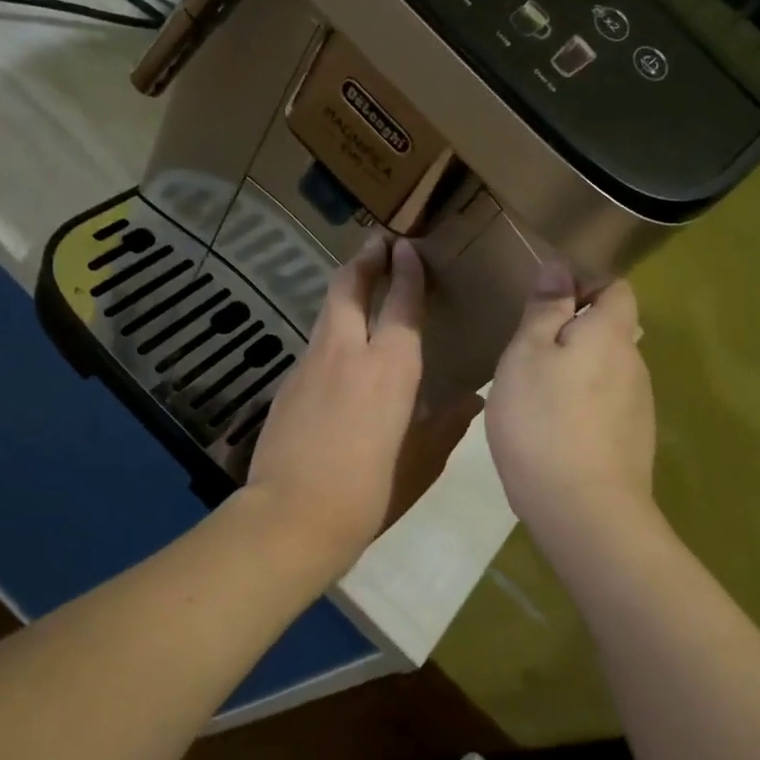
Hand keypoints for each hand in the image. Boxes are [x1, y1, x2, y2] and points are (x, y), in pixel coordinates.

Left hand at [245, 236, 483, 575]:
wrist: (293, 516)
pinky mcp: (287, 384)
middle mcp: (348, 352)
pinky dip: (330, 332)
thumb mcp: (420, 462)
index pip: (401, 304)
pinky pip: (314, 344)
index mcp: (390, 367)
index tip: (406, 247)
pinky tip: (338, 352)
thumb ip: (446, 426)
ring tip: (358, 283)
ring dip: (344, 291)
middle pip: (350, 288)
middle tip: (376, 243)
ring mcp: (311, 364)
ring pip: (327, 312)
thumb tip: (471, 399)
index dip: (406, 272)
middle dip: (364, 260)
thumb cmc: (370, 492)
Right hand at [487, 262, 655, 541]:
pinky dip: (580, 408)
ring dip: (574, 374)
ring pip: (604, 373)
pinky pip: (604, 408)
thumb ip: (545, 309)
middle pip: (609, 332)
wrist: (582, 510)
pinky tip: (551, 432)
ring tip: (532, 397)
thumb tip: (560, 267)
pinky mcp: (632, 442)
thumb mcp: (527, 355)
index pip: (616, 288)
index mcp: (612, 334)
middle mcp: (635, 364)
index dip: (585, 284)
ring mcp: (638, 407)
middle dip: (572, 334)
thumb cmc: (544, 421)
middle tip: (525, 354)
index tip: (546, 302)